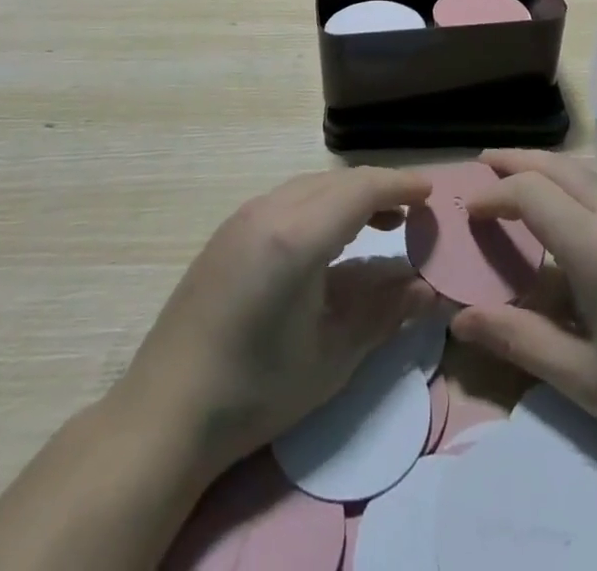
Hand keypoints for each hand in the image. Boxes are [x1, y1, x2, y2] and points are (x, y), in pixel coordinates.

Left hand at [116, 167, 435, 483]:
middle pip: (338, 182)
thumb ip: (385, 315)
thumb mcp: (332, 358)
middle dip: (379, 188)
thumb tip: (429, 290)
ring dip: (349, 196)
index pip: (362, 189)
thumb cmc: (255, 391)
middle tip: (414, 211)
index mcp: (297, 236)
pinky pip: (288, 199)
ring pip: (311, 186)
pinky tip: (329, 239)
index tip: (432, 192)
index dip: (401, 185)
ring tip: (380, 222)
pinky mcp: (228, 232)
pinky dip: (320, 205)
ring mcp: (243, 217)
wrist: (164, 413)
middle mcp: (270, 210)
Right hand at [447, 150, 596, 491]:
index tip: (468, 208)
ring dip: (547, 165)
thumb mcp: (579, 377)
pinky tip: (566, 202)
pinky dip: (575, 177)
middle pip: (559, 165)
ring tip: (516, 175)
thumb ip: (516, 338)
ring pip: (586, 168)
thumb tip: (459, 319)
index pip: (531, 193)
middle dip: (517, 161)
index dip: (494, 193)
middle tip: (482, 165)